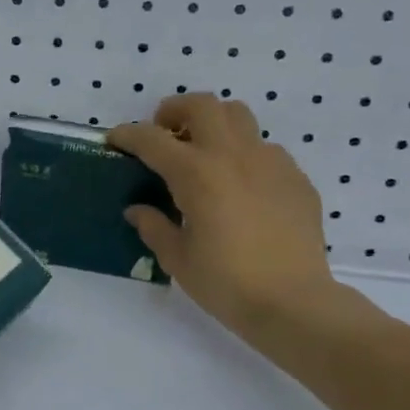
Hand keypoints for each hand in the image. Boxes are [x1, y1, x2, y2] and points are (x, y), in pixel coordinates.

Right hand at [107, 94, 360, 344]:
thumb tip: (138, 209)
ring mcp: (270, 162)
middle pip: (202, 106)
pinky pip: (265, 149)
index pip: (152, 140)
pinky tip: (240, 187)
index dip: (128, 135)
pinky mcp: (295, 178)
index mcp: (196, 174)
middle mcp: (232, 156)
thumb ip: (153, 226)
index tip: (115, 140)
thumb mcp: (177, 258)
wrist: (294, 303)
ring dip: (213, 123)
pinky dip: (244, 154)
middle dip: (175, 111)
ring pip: (239, 116)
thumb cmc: (226, 282)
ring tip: (203, 151)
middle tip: (164, 133)